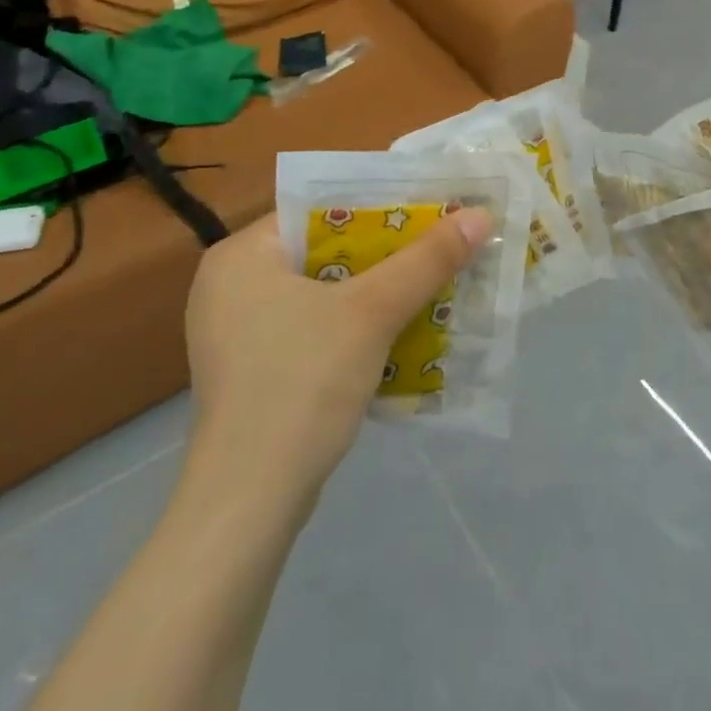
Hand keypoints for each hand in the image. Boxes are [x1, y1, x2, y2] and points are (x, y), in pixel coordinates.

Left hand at [181, 205, 493, 505]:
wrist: (248, 504)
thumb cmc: (301, 384)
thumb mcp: (372, 312)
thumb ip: (426, 260)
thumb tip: (480, 214)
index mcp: (242, 254)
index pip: (320, 208)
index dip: (380, 205)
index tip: (430, 209)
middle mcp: (230, 284)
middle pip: (325, 250)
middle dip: (386, 253)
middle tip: (438, 246)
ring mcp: (236, 332)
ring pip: (323, 291)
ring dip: (376, 291)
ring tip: (430, 283)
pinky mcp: (252, 370)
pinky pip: (313, 327)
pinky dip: (354, 326)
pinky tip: (397, 332)